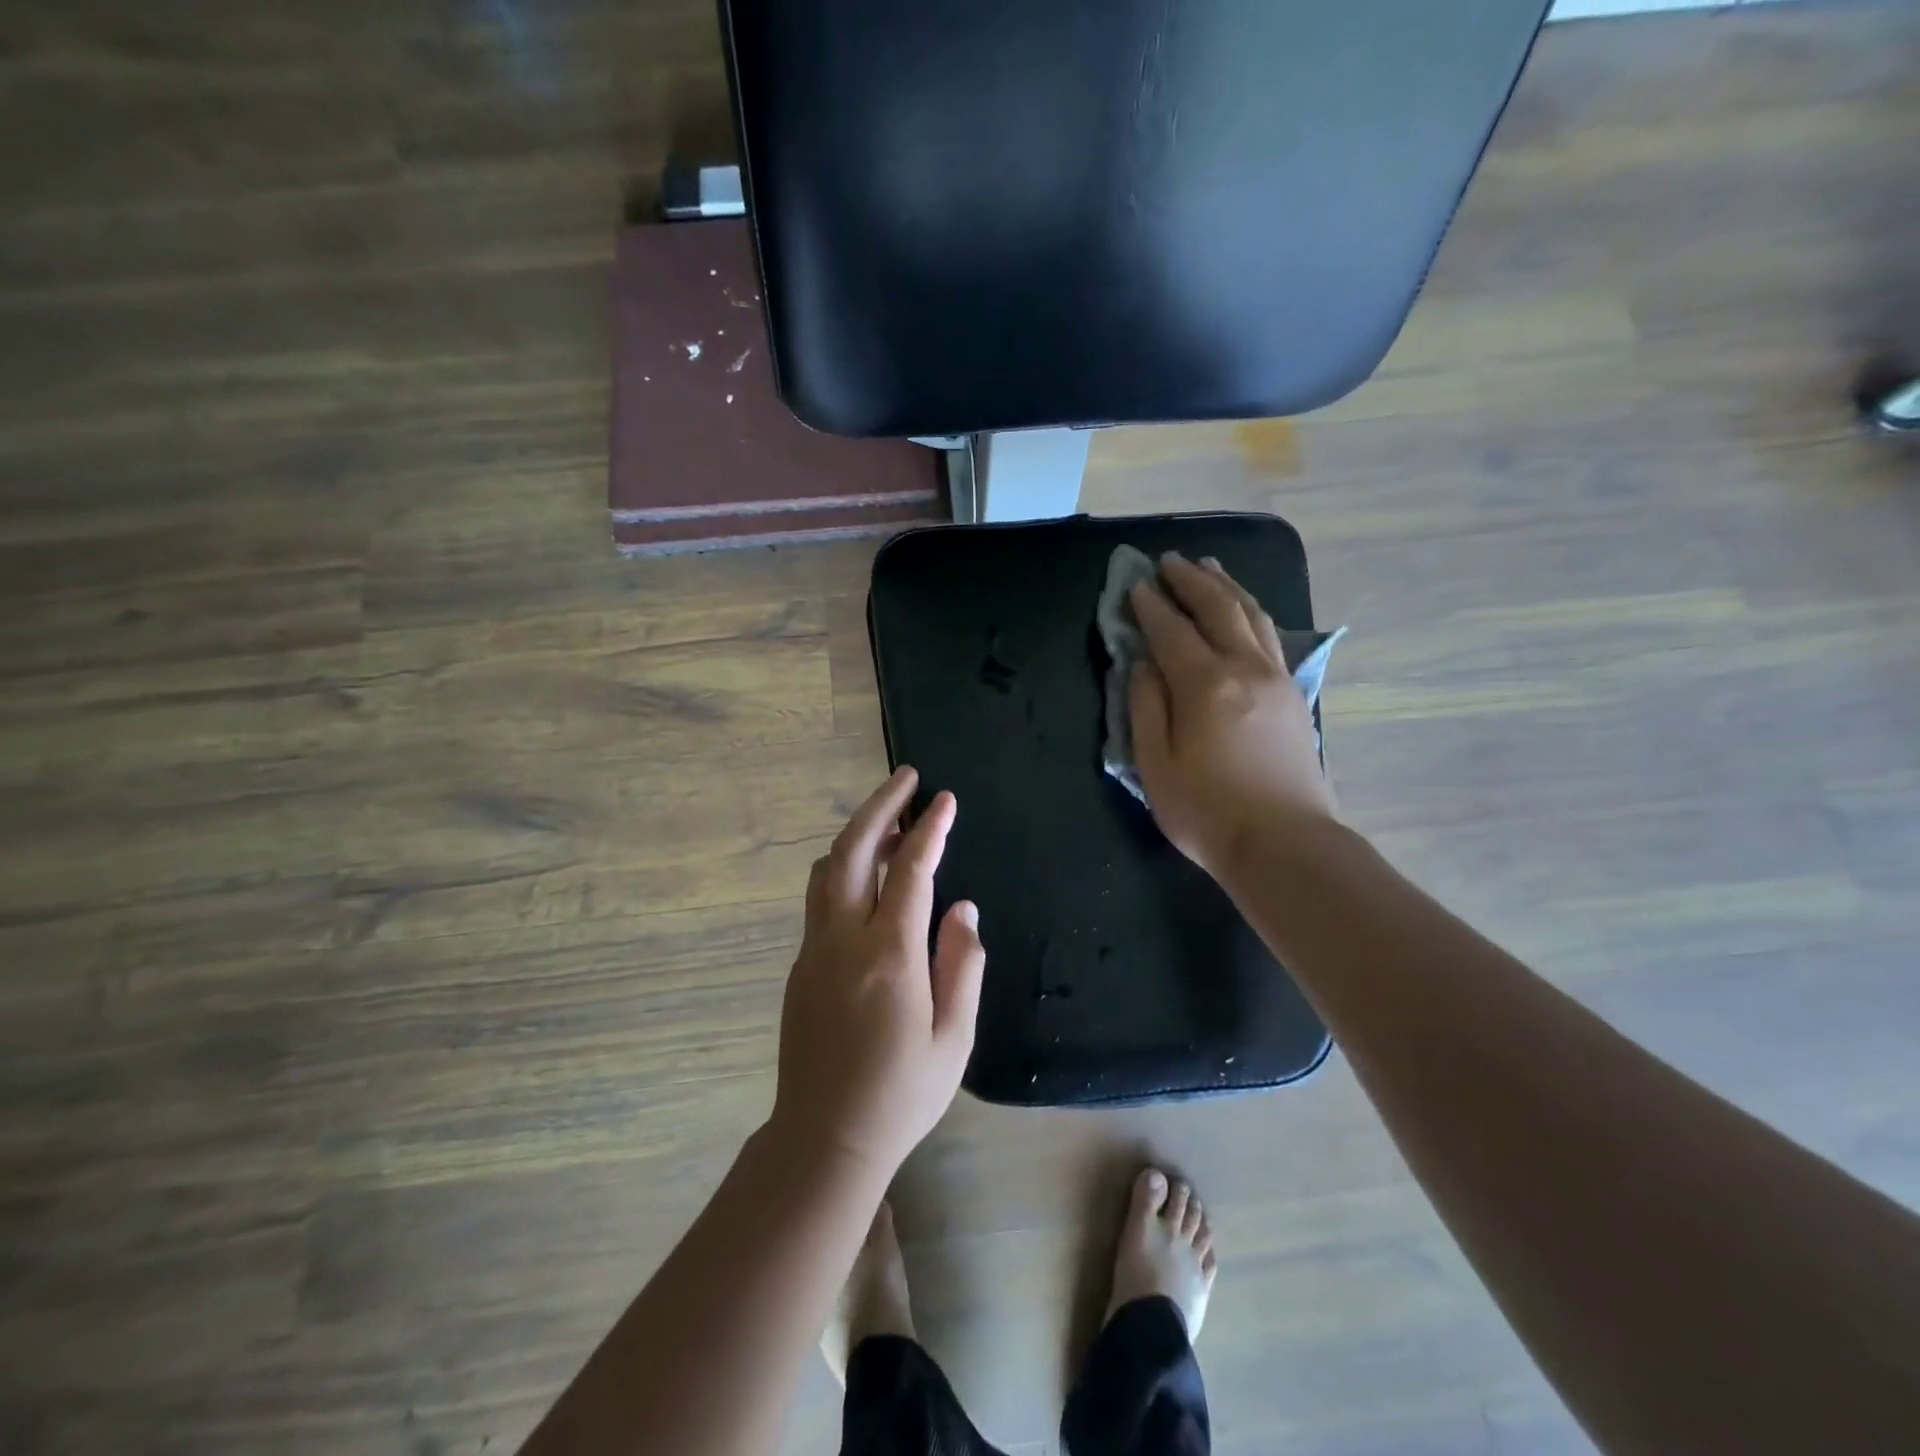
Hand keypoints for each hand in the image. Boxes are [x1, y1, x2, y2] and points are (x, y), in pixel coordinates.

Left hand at [769, 767, 985, 1178]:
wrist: (825, 1139)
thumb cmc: (902, 1093)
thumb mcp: (954, 1037)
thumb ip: (962, 964)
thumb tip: (962, 908)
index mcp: (889, 955)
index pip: (909, 871)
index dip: (929, 830)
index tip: (945, 799)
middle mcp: (844, 939)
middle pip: (853, 851)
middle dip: (880, 806)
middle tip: (905, 777)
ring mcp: (814, 950)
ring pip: (827, 870)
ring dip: (856, 834)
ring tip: (889, 819)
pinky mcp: (800, 965)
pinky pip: (820, 897)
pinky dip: (843, 867)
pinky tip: (866, 874)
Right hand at [1128, 552, 1336, 877]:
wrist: (1285, 844)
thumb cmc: (1207, 811)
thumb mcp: (1155, 765)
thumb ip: (1145, 707)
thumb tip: (1141, 664)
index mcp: (1205, 685)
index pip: (1171, 630)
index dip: (1150, 605)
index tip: (1134, 584)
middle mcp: (1245, 668)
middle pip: (1218, 608)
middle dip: (1190, 580)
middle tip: (1168, 561)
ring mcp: (1276, 678)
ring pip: (1251, 615)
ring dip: (1225, 586)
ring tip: (1208, 567)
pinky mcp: (1294, 694)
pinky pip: (1270, 636)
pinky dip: (1250, 612)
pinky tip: (1242, 610)